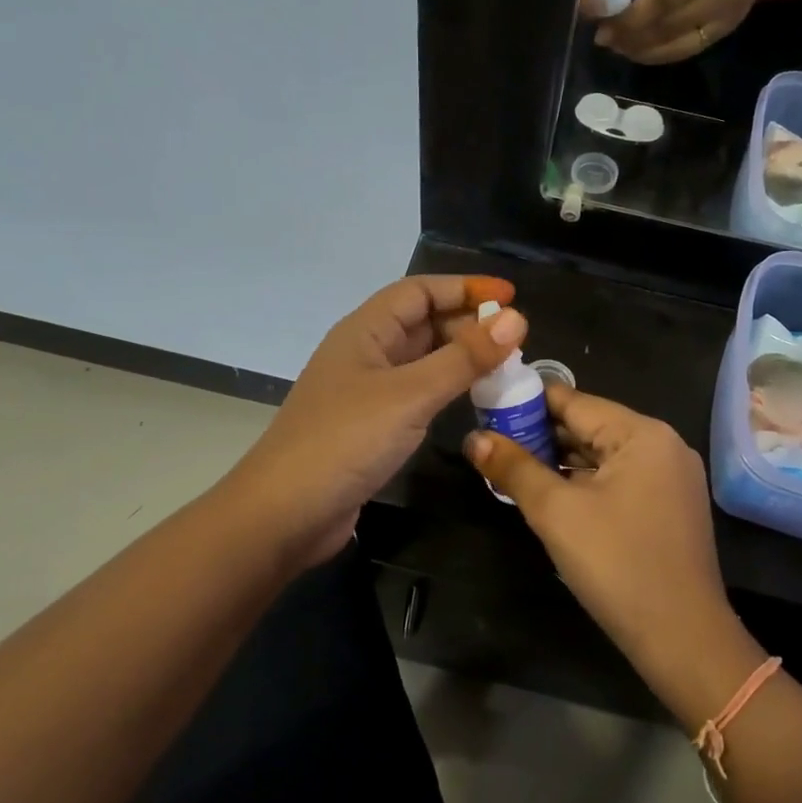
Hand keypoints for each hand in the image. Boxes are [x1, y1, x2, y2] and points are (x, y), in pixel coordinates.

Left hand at [226, 275, 526, 569]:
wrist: (285, 514)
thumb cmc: (346, 442)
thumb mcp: (411, 395)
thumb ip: (464, 358)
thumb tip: (516, 319)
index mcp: (365, 331)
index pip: (419, 291)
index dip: (465, 288)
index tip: (511, 298)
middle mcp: (365, 353)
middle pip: (422, 322)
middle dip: (467, 324)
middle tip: (516, 341)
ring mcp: (366, 391)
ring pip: (422, 359)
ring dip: (460, 357)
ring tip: (505, 368)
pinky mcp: (371, 426)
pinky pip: (417, 392)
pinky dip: (447, 389)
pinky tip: (473, 401)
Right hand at [464, 386, 760, 718]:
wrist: (682, 638)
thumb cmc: (617, 564)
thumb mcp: (556, 512)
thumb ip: (514, 468)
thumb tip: (474, 438)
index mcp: (642, 433)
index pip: (574, 401)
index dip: (527, 402)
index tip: (488, 407)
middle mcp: (663, 445)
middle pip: (590, 426)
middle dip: (540, 434)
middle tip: (491, 442)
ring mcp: (671, 478)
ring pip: (603, 456)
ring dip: (560, 461)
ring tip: (511, 466)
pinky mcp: (670, 507)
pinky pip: (619, 479)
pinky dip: (585, 482)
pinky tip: (551, 493)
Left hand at [594, 0, 797, 64]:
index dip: (630, 16)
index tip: (603, 23)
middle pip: (666, 26)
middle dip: (630, 35)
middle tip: (603, 37)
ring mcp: (726, 19)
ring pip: (675, 46)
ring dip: (641, 50)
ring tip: (616, 46)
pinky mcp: (726, 31)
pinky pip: (688, 50)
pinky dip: (661, 54)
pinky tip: (640, 50)